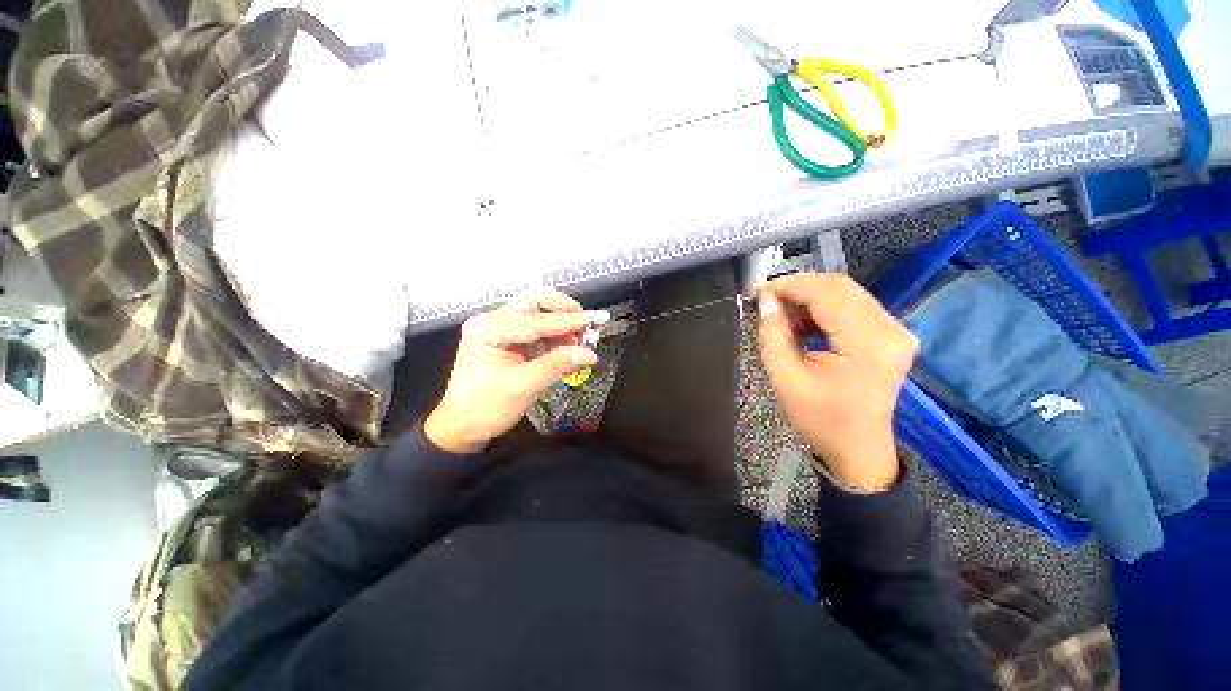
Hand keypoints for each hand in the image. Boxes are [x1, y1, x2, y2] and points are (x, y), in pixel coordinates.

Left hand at [424, 289, 607, 453]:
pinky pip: (533, 329)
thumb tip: (589, 353)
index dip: (572, 320)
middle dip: (564, 311)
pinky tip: (566, 345)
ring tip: (580, 339)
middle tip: (587, 325)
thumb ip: (557, 365)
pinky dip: (552, 335)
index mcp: (491, 329)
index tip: (600, 318)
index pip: (539, 320)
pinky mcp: (504, 340)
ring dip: (560, 323)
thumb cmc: (486, 408)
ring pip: (536, 313)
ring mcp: (497, 329)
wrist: (460, 428)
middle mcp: (492, 321)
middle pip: (535, 303)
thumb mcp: (524, 387)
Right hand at [757, 273, 916, 490]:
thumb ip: (773, 336)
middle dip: (799, 288)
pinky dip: (823, 308)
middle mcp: (890, 329)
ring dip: (810, 298)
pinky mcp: (890, 335)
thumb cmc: (821, 420)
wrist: (858, 448)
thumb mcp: (786, 380)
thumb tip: (766, 301)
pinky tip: (803, 323)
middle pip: (840, 287)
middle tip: (767, 301)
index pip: (827, 294)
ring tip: (782, 316)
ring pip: (846, 293)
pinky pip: (853, 306)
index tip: (760, 292)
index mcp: (867, 344)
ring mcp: (895, 331)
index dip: (790, 286)